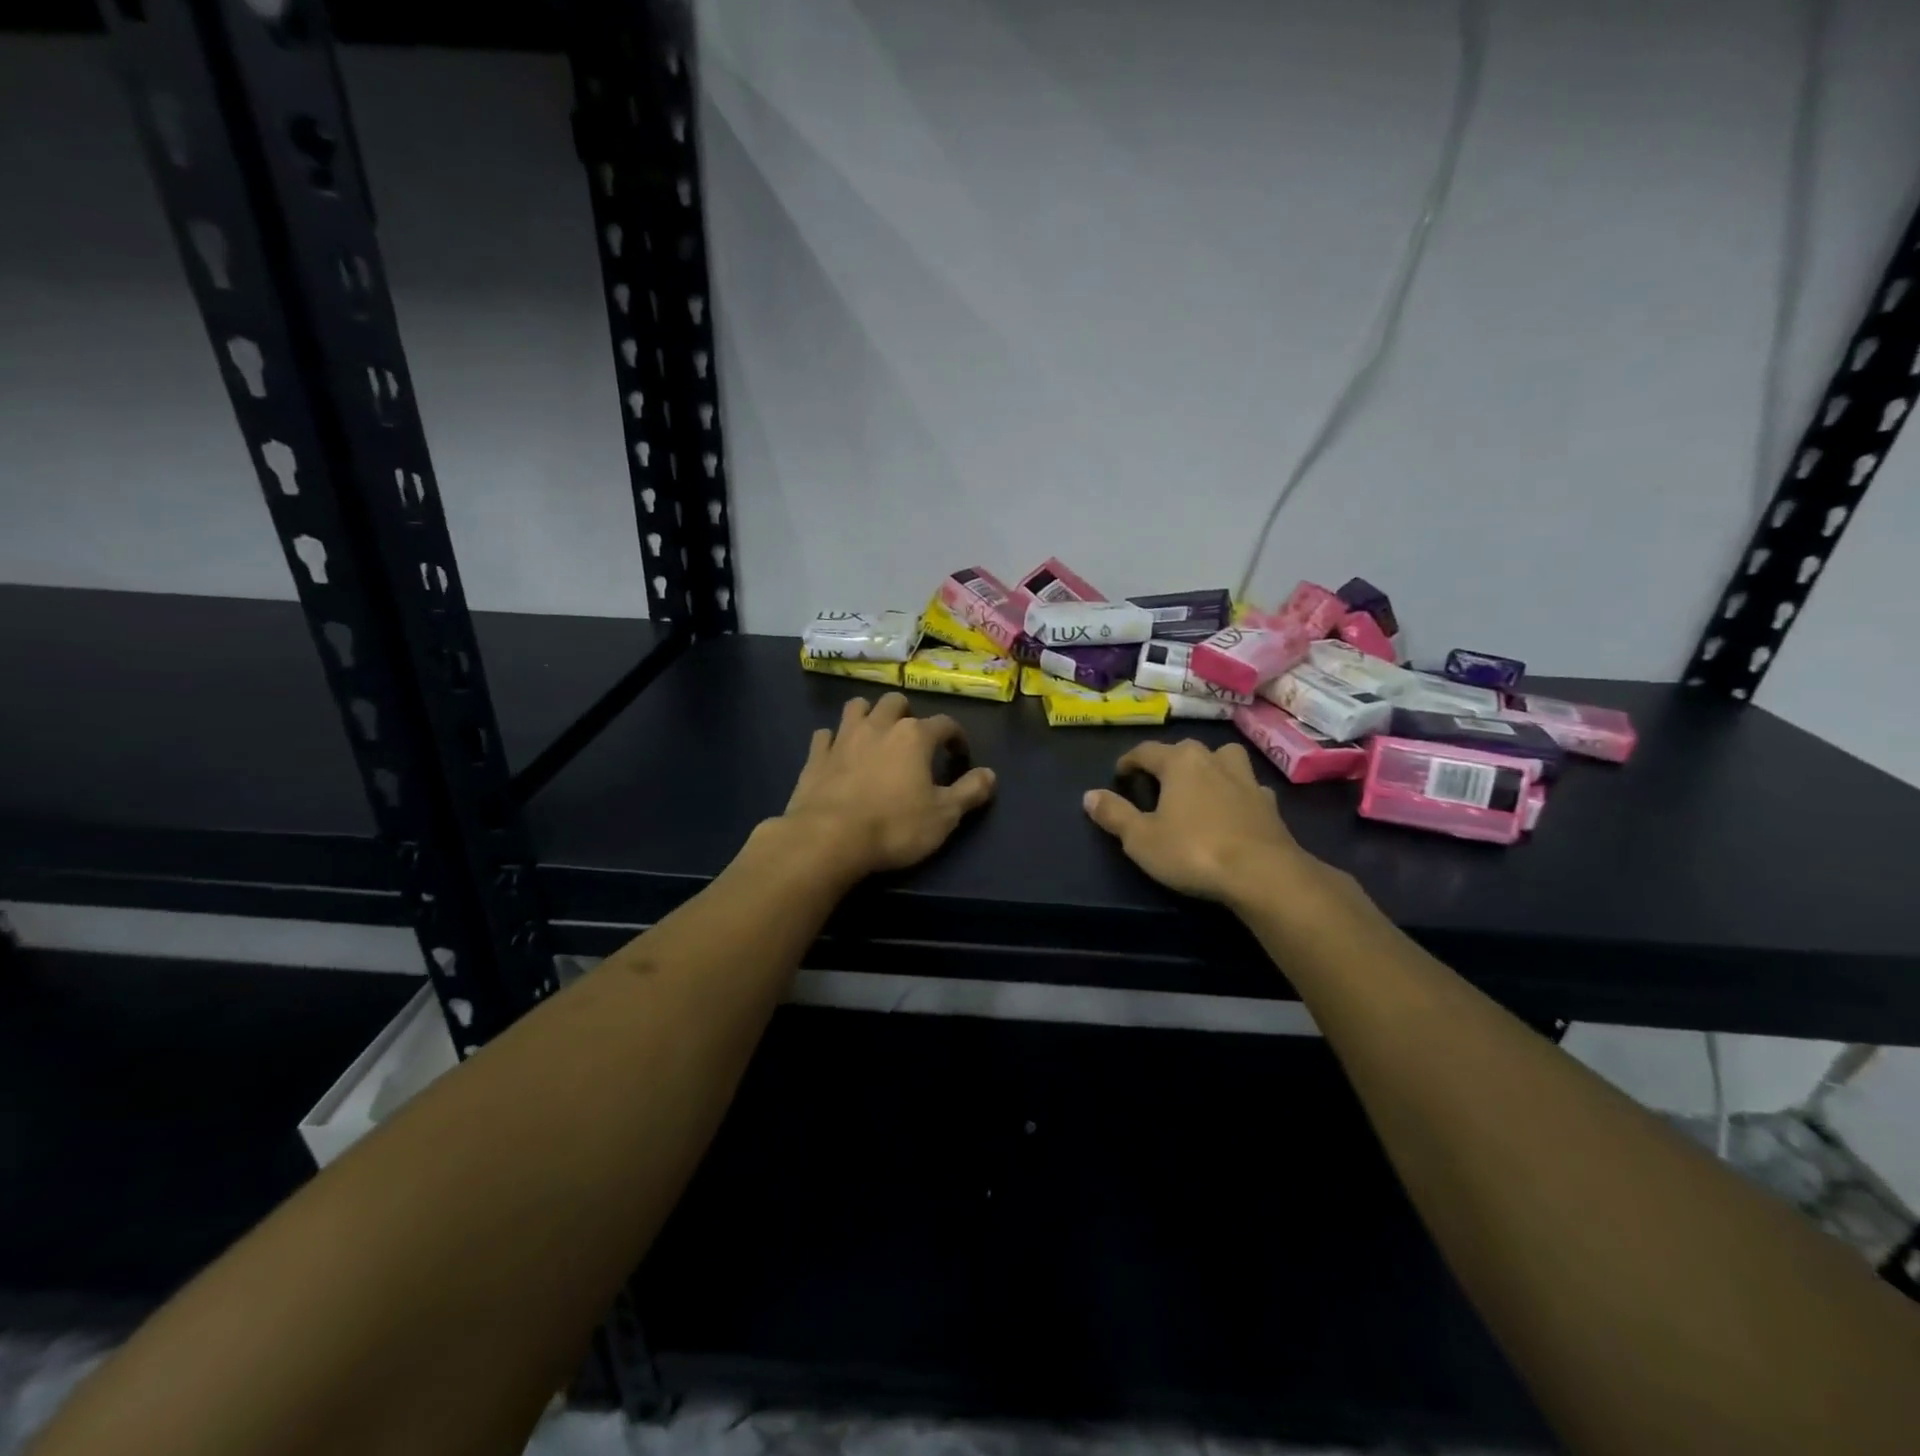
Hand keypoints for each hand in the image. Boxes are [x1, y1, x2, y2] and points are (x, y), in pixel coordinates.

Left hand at [780, 693, 996, 877]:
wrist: (829, 839)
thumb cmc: (894, 826)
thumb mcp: (944, 816)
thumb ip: (970, 791)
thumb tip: (990, 774)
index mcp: (914, 736)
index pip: (945, 723)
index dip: (956, 737)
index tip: (959, 756)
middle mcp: (879, 726)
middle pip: (896, 702)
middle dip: (907, 714)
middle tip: (913, 739)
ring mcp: (843, 738)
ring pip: (857, 707)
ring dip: (869, 715)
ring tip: (876, 735)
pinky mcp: (816, 756)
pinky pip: (825, 735)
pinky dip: (834, 739)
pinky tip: (838, 753)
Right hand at [1082, 740, 1325, 904]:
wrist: (1263, 874)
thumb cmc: (1193, 851)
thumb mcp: (1141, 838)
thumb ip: (1114, 814)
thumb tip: (1089, 795)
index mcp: (1180, 762)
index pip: (1146, 751)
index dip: (1129, 761)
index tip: (1120, 775)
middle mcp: (1214, 760)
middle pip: (1186, 751)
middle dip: (1169, 763)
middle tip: (1156, 784)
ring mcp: (1247, 780)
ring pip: (1224, 760)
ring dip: (1210, 768)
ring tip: (1200, 787)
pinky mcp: (1270, 804)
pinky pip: (1247, 789)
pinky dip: (1237, 794)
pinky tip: (1232, 812)